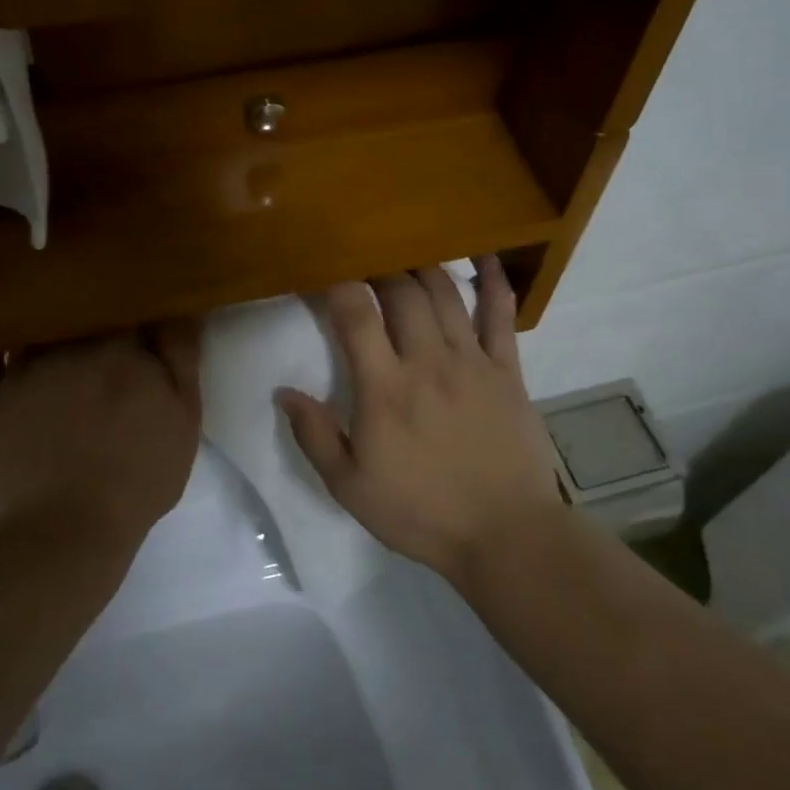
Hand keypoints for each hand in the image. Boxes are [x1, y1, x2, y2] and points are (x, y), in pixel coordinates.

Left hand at [0, 323, 201, 557]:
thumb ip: (181, 357)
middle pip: (79, 314)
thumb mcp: (183, 417)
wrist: (65, 530)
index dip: (133, 309)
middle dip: (89, 315)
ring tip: (51, 332)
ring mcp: (23, 373)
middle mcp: (68, 347)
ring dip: (45, 327)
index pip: (126, 307)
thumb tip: (179, 309)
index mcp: (119, 347)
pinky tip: (2, 346)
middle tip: (97, 327)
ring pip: (36, 331)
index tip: (137, 318)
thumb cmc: (138, 475)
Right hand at [276, 258, 562, 583]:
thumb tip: (283, 392)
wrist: (504, 535)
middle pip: (401, 292)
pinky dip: (493, 281)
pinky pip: (500, 315)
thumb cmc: (421, 512)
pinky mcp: (507, 370)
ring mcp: (472, 361)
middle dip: (379, 267)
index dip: (337, 285)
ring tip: (407, 253)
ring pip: (445, 294)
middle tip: (366, 262)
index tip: (324, 274)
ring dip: (423, 266)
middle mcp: (427, 361)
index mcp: (384, 388)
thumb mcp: (350, 487)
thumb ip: (315, 436)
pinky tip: (483, 256)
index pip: (355, 315)